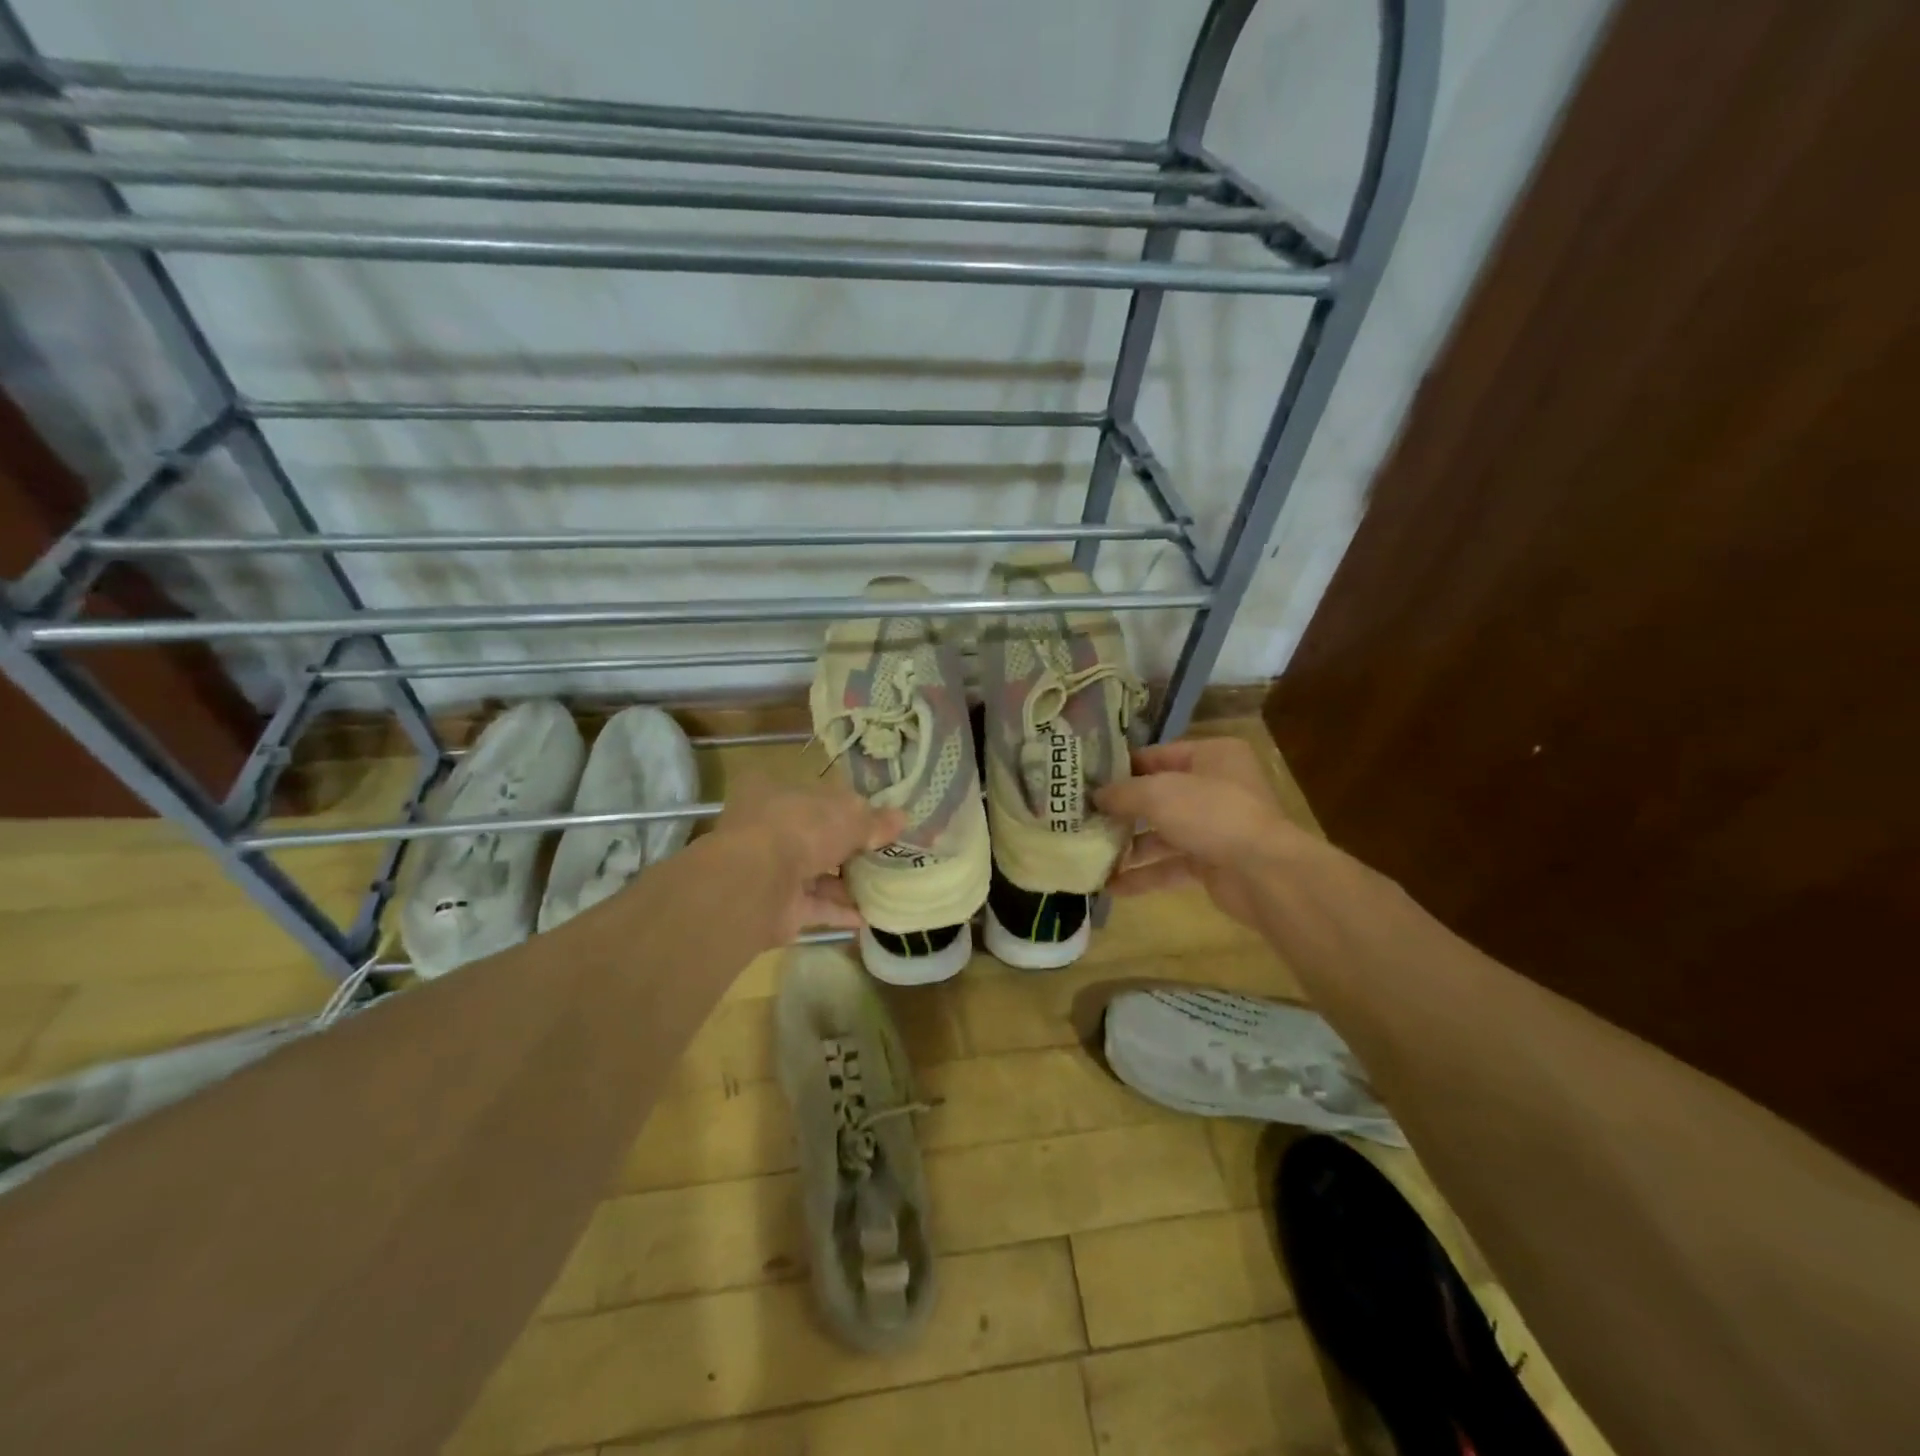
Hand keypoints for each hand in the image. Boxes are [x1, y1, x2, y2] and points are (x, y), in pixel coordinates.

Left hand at [712, 776, 903, 944]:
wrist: (757, 883)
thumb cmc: (800, 829)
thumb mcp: (847, 815)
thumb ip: (873, 820)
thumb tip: (901, 818)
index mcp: (777, 793)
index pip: (816, 796)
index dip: (846, 807)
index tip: (876, 819)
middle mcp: (770, 829)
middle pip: (817, 837)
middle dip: (850, 848)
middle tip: (886, 854)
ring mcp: (771, 870)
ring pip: (816, 874)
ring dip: (848, 882)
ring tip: (886, 886)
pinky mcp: (778, 907)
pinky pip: (816, 907)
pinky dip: (841, 911)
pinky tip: (871, 916)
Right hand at [1093, 736, 1307, 925]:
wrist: (1265, 873)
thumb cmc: (1212, 814)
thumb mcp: (1158, 794)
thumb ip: (1123, 793)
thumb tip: (1096, 796)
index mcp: (1211, 756)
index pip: (1156, 756)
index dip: (1120, 769)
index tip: (1085, 782)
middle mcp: (1215, 786)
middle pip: (1157, 796)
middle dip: (1121, 811)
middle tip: (1081, 819)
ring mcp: (1215, 826)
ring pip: (1162, 833)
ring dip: (1128, 846)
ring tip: (1090, 854)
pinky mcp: (1212, 862)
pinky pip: (1170, 864)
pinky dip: (1144, 874)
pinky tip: (1111, 886)